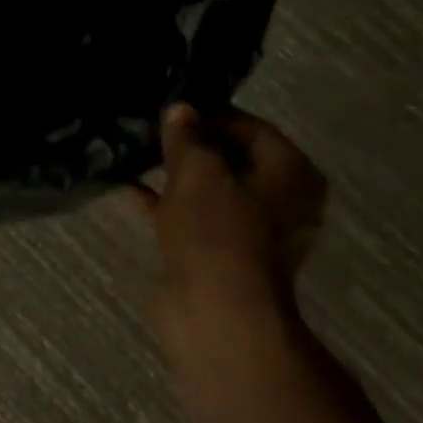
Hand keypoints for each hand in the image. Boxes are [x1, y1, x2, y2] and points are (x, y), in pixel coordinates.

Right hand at [136, 105, 327, 332]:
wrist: (216, 312)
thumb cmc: (218, 231)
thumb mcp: (196, 171)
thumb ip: (186, 137)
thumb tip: (180, 110)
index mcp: (292, 174)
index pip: (251, 128)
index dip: (210, 115)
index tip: (171, 110)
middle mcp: (281, 201)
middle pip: (232, 159)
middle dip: (191, 145)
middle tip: (151, 129)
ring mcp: (250, 232)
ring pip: (209, 190)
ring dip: (175, 175)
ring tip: (136, 153)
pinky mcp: (220, 256)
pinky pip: (193, 218)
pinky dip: (166, 204)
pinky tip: (130, 189)